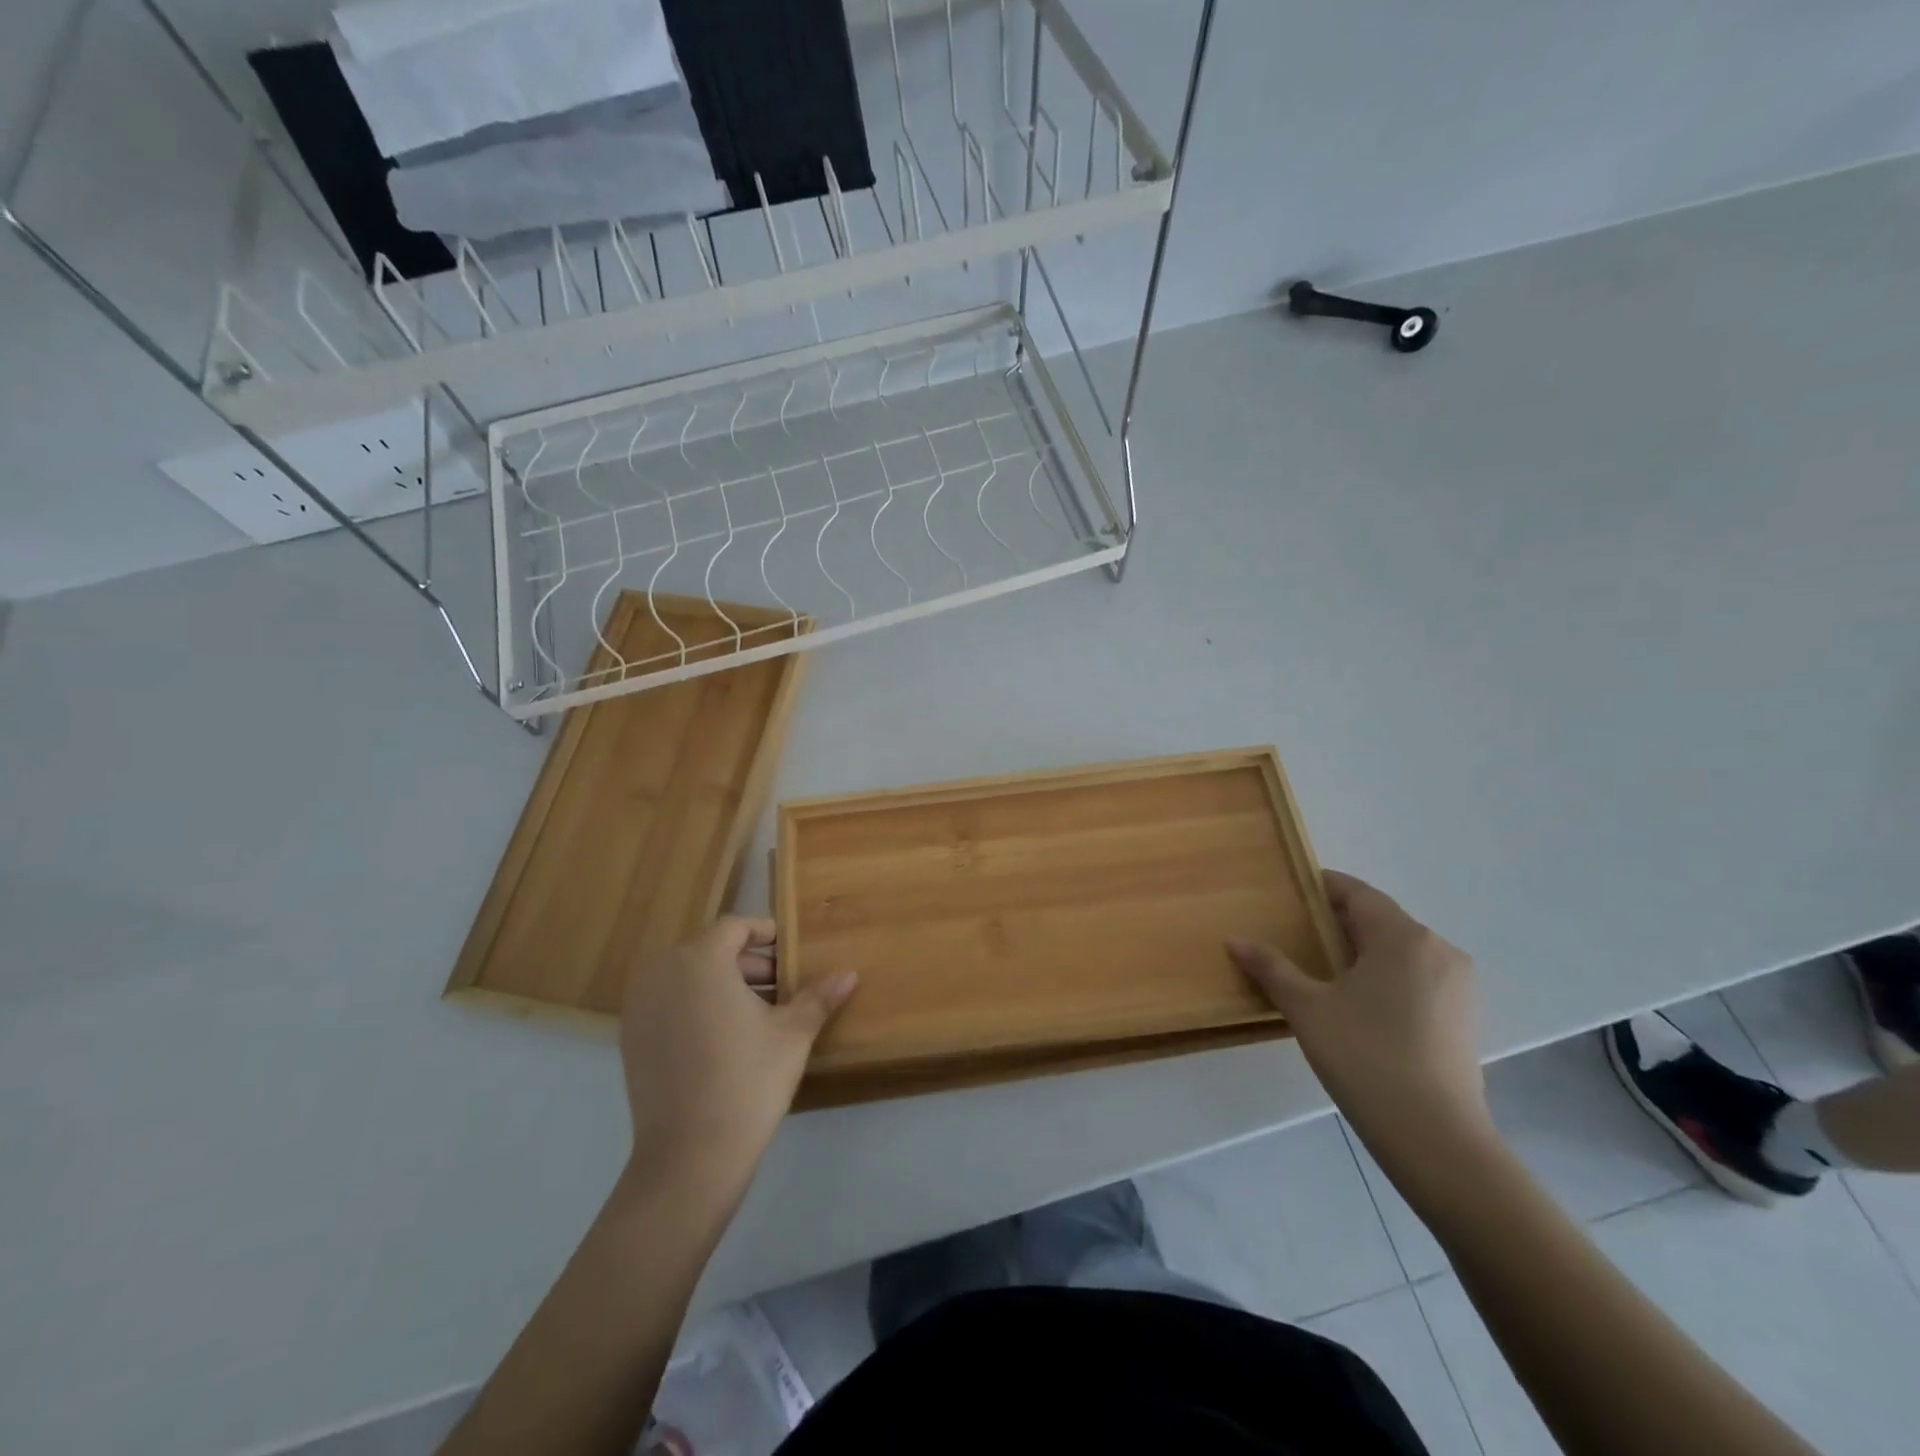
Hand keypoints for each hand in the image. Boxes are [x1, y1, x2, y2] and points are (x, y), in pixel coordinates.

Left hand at [618, 917, 856, 1200]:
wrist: (690, 1157)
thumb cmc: (748, 1081)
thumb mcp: (792, 1034)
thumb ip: (819, 996)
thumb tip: (850, 973)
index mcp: (700, 960)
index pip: (734, 927)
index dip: (765, 933)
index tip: (790, 950)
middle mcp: (662, 972)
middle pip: (710, 950)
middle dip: (748, 963)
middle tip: (782, 986)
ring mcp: (640, 1006)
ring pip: (688, 976)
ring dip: (723, 983)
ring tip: (758, 1012)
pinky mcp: (630, 1038)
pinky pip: (669, 1002)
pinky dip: (696, 1005)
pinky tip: (724, 1037)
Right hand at [1228, 873, 1494, 1177]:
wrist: (1436, 1139)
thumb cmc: (1365, 1058)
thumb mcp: (1307, 1008)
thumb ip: (1271, 968)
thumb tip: (1235, 940)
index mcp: (1403, 937)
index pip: (1358, 893)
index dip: (1322, 887)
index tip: (1290, 892)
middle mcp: (1438, 950)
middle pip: (1380, 920)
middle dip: (1338, 922)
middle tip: (1296, 933)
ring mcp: (1458, 986)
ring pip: (1400, 951)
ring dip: (1362, 951)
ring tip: (1321, 969)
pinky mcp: (1463, 1017)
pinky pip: (1417, 978)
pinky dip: (1385, 977)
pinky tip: (1358, 1003)